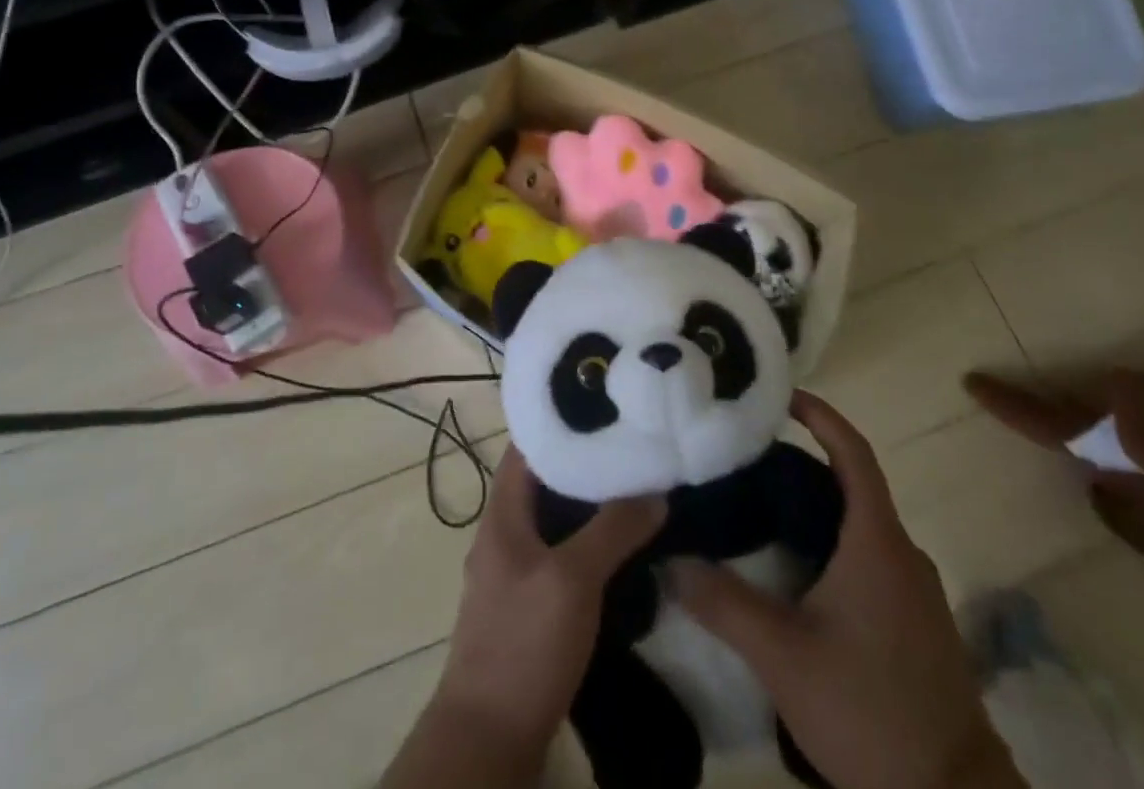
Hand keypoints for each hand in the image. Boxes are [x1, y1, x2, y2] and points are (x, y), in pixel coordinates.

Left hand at [383, 448, 664, 788]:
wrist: (489, 736)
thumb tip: (655, 489)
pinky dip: (584, 544)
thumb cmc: (524, 642)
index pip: (526, 447)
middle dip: (582, 465)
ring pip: (552, 522)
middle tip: (629, 447)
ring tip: (633, 489)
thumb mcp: (573, 579)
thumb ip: (612, 530)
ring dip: (586, 507)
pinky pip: (557, 557)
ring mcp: (512, 573)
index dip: (559, 424)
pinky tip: (618, 550)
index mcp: (501, 514)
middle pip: (542, 483)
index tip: (600, 408)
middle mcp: (502, 535)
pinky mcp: (526, 607)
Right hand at [668, 393, 1022, 788]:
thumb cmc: (869, 710)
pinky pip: (871, 560)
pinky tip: (797, 571)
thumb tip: (669, 560)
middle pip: (853, 485)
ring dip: (818, 508)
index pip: (854, 453)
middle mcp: (903, 555)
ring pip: (862, 526)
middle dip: (804, 464)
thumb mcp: (782, 655)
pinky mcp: (917, 626)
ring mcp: (916, 593)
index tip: (783, 395)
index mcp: (878, 543)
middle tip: (749, 458)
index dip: (821, 416)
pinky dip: (834, 544)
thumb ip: (723, 602)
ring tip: (762, 508)